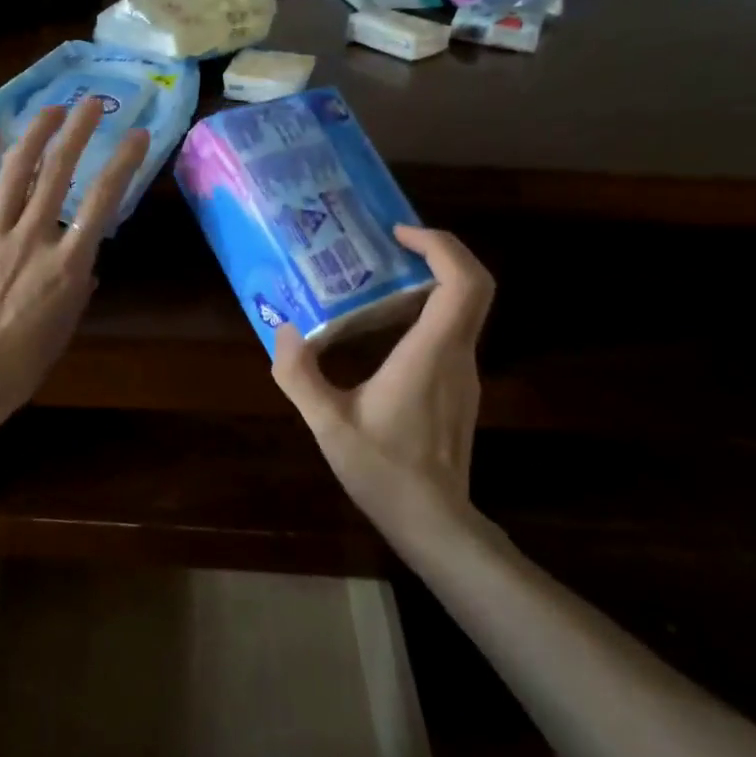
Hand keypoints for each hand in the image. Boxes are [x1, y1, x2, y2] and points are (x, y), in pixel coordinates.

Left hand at [0, 96, 148, 426]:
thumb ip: (78, 286)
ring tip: (50, 109)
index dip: (124, 162)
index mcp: (67, 264)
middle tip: (91, 104)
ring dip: (35, 134)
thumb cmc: (22, 363)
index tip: (136, 136)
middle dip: (78, 131)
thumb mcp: (65, 326)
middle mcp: (32, 237)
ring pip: (15, 171)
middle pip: (60, 172)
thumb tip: (85, 261)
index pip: (103, 200)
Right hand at [272, 226, 495, 540]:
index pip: (463, 282)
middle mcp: (457, 354)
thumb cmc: (384, 471)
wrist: (433, 522)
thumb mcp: (328, 424)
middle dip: (437, 252)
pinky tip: (383, 327)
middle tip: (389, 245)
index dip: (440, 245)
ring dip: (430, 281)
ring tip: (377, 278)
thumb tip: (282, 331)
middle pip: (473, 286)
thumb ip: (299, 376)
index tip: (400, 233)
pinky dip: (427, 310)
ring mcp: (464, 372)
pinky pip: (452, 330)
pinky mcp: (459, 387)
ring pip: (464, 308)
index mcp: (431, 353)